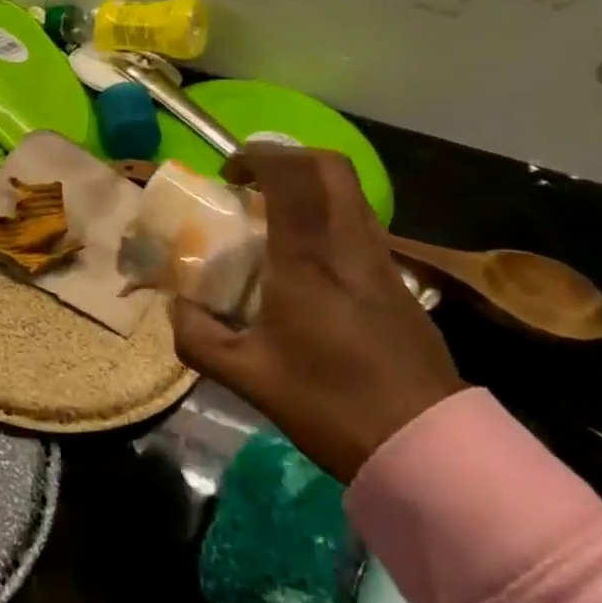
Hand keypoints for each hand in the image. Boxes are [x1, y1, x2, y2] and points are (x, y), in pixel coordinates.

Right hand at [171, 144, 465, 482]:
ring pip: (350, 194)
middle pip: (330, 168)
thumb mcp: (247, 376)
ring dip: (309, 187)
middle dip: (287, 158)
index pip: (291, 176)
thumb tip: (175, 309)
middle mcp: (349, 246)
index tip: (227, 173)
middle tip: (252, 182)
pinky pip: (359, 225)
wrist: (426, 446)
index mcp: (308, 260)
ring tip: (273, 217)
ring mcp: (381, 262)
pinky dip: (327, 217)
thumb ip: (198, 338)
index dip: (257, 156)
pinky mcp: (399, 283)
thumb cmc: (330, 403)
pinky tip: (305, 260)